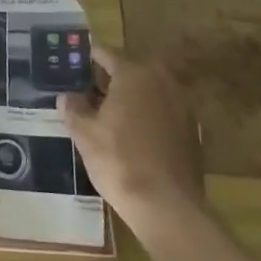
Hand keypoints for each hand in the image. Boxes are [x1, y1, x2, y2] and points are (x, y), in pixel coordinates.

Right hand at [59, 43, 205, 227]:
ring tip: (107, 116)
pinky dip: (147, 117)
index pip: (104, 53)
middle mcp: (162, 81)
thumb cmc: (119, 161)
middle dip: (108, 79)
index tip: (71, 64)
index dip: (85, 57)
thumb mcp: (84, 133)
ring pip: (148, 91)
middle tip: (86, 93)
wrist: (167, 206)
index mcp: (134, 74)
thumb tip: (67, 96)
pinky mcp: (193, 130)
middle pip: (129, 70)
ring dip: (129, 98)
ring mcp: (182, 105)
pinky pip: (162, 112)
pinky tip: (132, 137)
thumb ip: (72, 107)